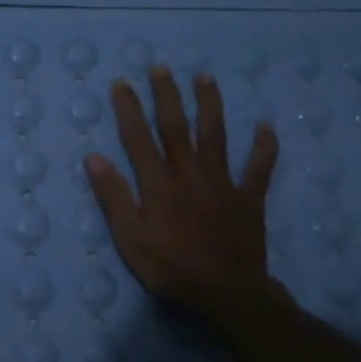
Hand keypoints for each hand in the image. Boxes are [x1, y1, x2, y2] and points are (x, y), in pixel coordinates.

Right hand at [83, 66, 282, 321]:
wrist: (226, 293)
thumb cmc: (171, 269)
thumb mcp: (130, 239)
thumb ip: (114, 197)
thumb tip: (94, 157)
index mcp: (159, 183)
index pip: (138, 138)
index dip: (129, 109)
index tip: (121, 83)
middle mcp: (190, 173)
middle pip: (176, 127)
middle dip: (167, 95)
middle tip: (161, 68)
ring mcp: (222, 183)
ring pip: (215, 135)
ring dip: (209, 105)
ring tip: (205, 77)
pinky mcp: (248, 198)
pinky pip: (259, 168)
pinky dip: (264, 147)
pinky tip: (266, 127)